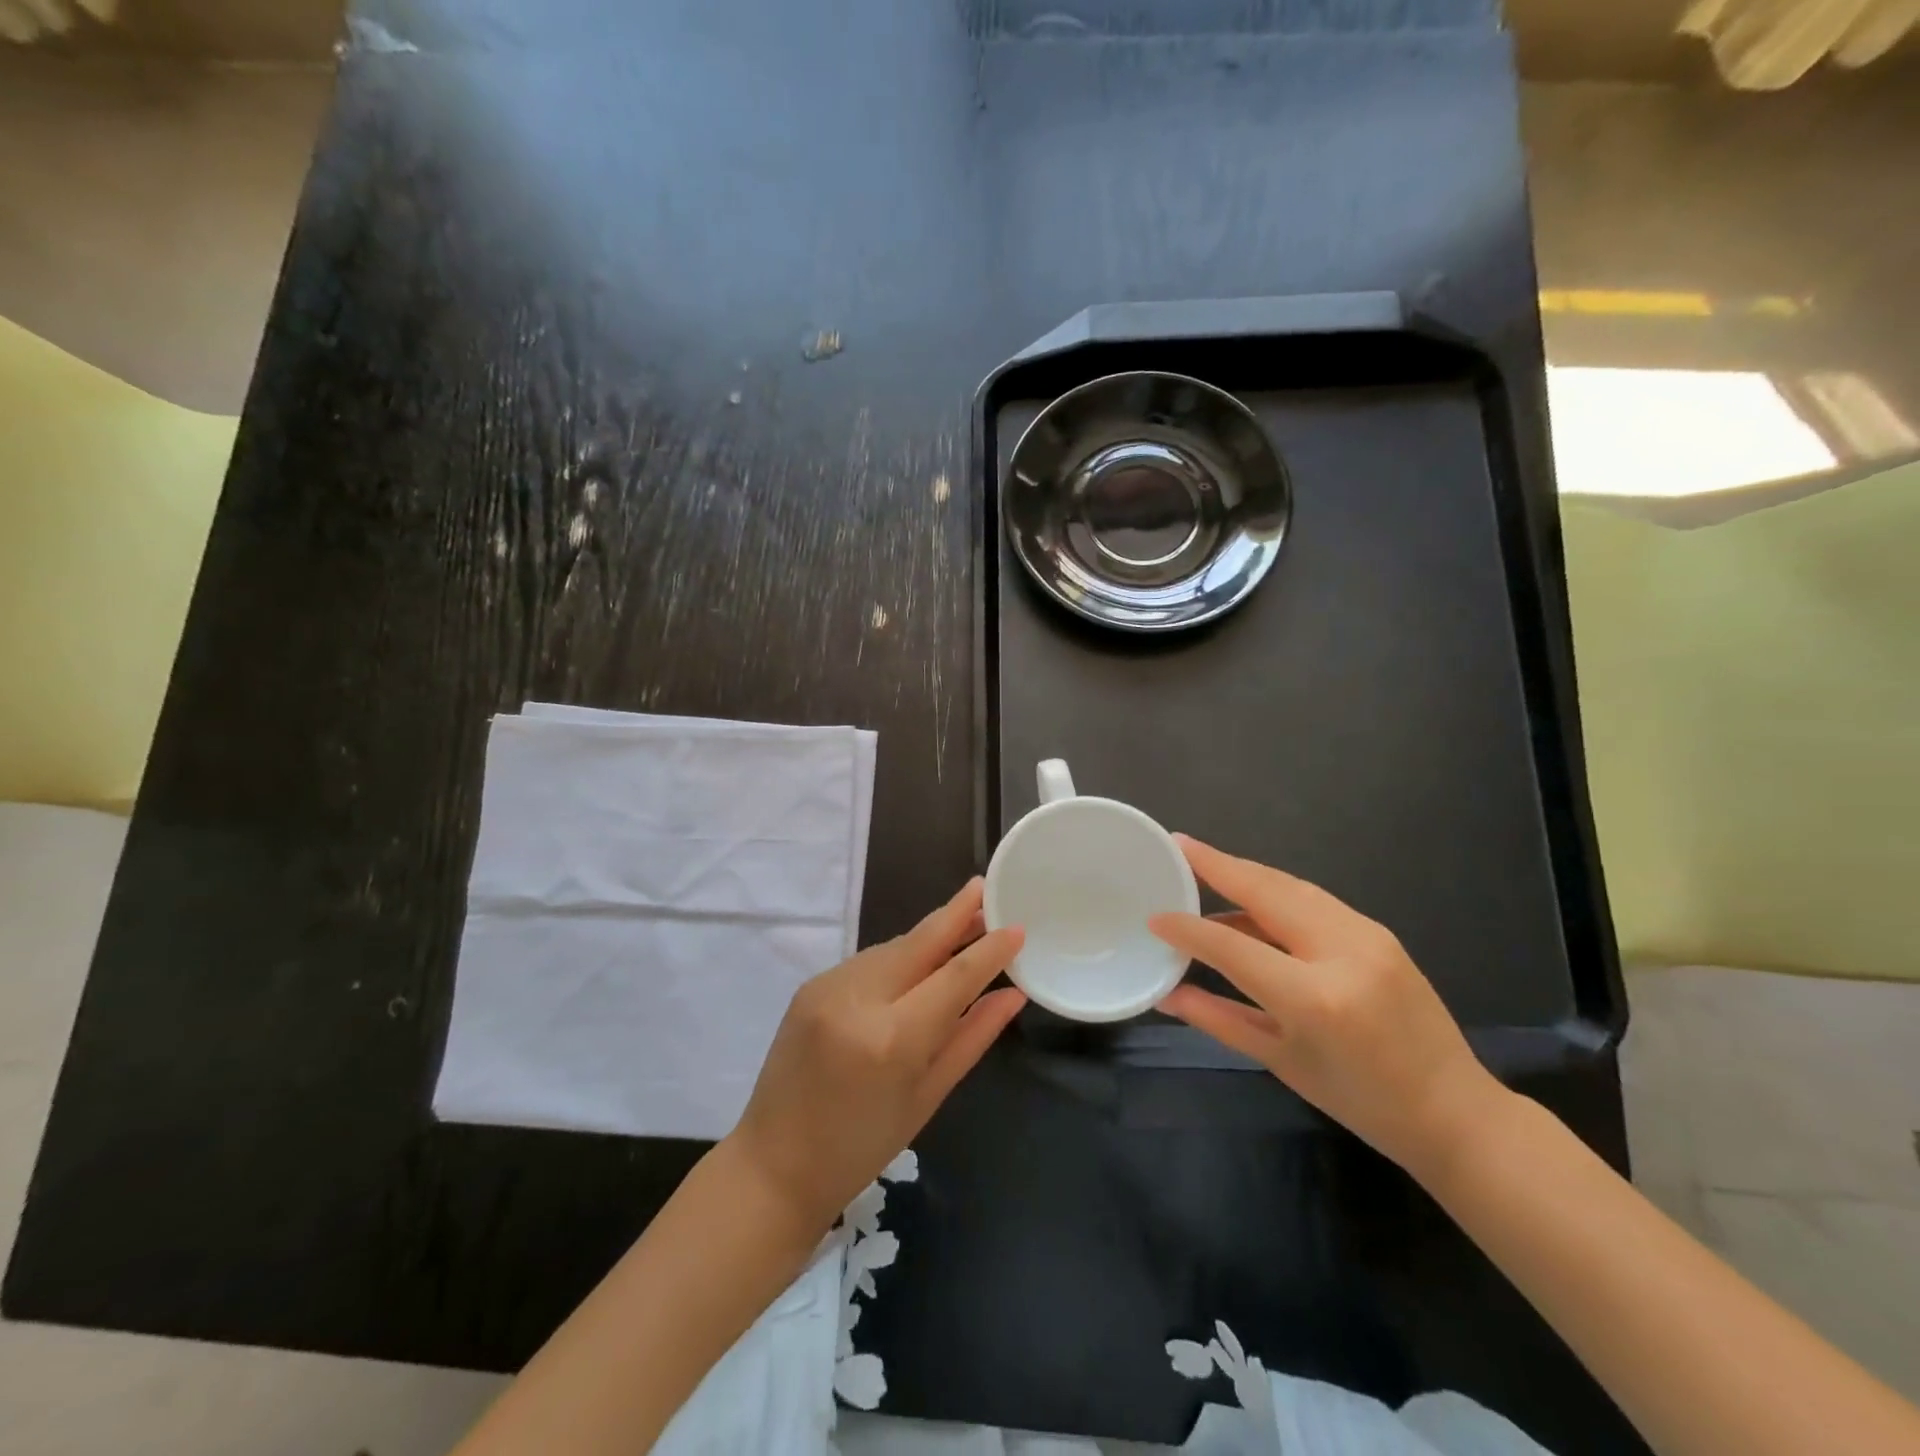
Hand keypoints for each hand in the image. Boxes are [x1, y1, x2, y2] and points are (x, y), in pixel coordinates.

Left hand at [726, 878, 1025, 1231]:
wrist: (774, 1165)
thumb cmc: (862, 1146)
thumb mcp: (927, 1096)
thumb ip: (972, 1036)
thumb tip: (1012, 994)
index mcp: (892, 1039)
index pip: (954, 976)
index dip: (989, 949)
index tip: (1016, 927)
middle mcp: (858, 999)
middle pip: (919, 942)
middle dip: (956, 913)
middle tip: (984, 889)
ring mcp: (828, 986)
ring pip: (893, 947)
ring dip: (928, 937)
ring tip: (961, 930)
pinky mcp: (811, 984)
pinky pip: (868, 961)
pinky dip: (898, 957)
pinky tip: (916, 964)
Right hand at [1150, 836, 1504, 1175]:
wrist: (1455, 1111)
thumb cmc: (1360, 1100)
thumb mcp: (1280, 1061)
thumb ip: (1217, 1018)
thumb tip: (1166, 993)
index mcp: (1313, 998)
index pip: (1232, 946)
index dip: (1188, 928)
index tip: (1155, 917)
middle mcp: (1341, 953)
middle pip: (1266, 891)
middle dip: (1217, 864)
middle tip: (1179, 844)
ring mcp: (1367, 935)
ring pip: (1291, 886)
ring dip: (1245, 872)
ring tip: (1205, 862)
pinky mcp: (1379, 931)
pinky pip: (1314, 898)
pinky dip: (1275, 890)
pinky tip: (1251, 895)